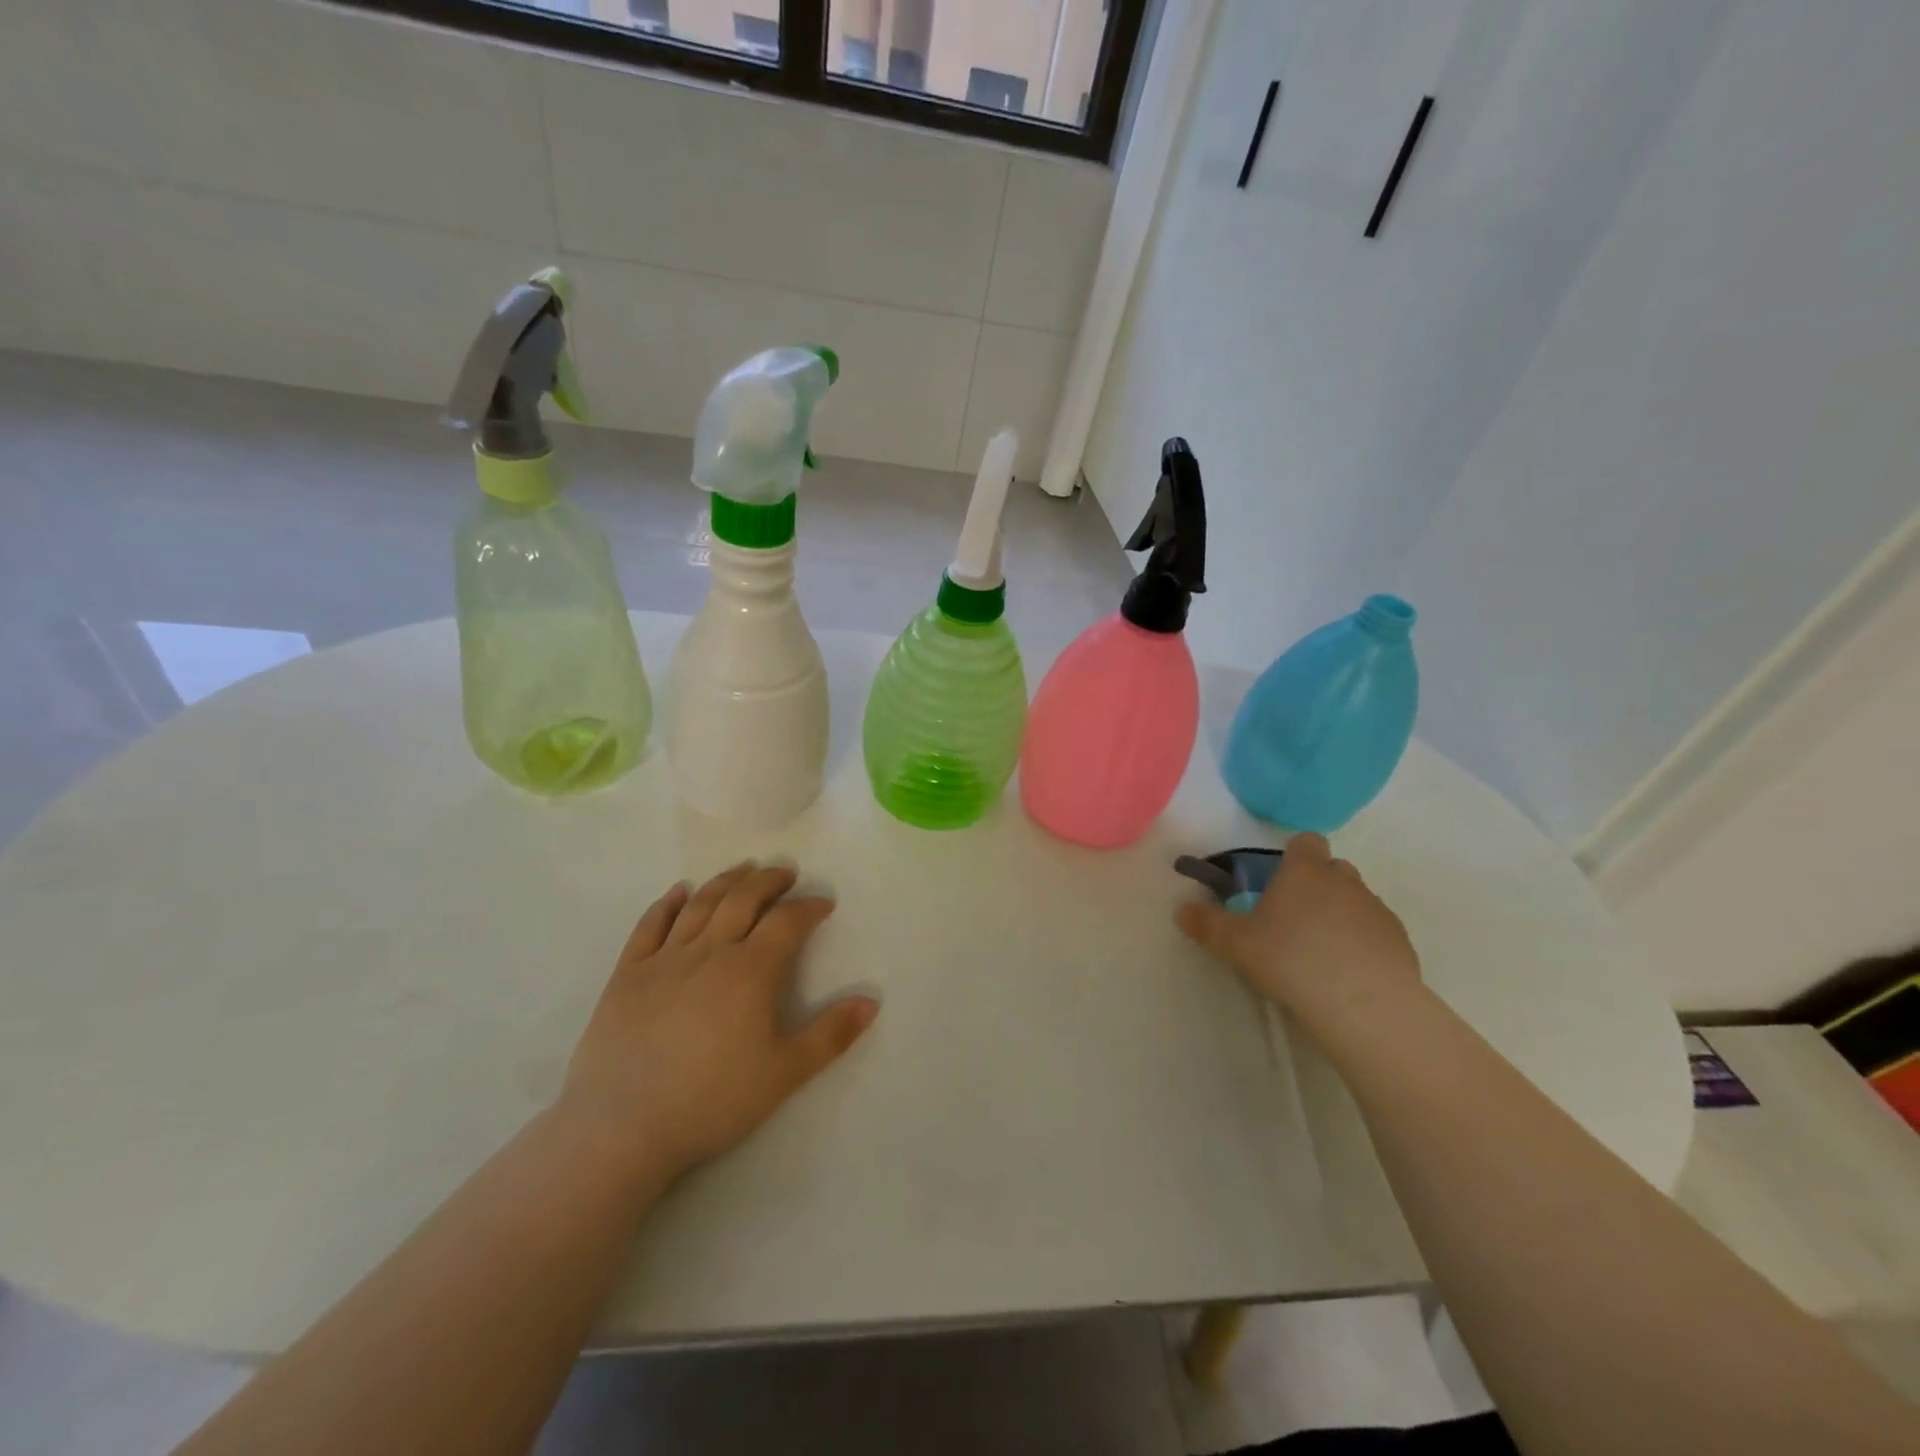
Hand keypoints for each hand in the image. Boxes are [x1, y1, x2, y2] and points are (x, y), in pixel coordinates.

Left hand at [558, 863, 877, 1179]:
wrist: (621, 1128)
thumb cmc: (711, 1100)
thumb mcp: (784, 1073)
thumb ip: (830, 1035)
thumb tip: (871, 1000)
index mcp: (750, 971)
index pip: (786, 922)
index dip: (809, 907)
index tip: (824, 903)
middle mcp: (709, 951)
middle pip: (743, 900)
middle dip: (769, 881)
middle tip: (785, 873)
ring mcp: (664, 959)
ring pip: (700, 905)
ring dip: (726, 881)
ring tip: (743, 870)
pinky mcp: (627, 974)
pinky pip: (649, 926)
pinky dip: (668, 903)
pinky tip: (679, 891)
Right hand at [1175, 833, 1419, 1029]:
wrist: (1363, 1005)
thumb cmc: (1291, 960)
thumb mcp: (1235, 944)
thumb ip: (1206, 924)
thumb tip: (1181, 909)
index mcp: (1304, 871)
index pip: (1305, 842)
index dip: (1293, 856)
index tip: (1278, 881)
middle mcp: (1343, 881)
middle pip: (1332, 869)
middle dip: (1315, 886)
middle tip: (1291, 920)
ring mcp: (1376, 910)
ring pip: (1355, 900)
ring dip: (1339, 915)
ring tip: (1318, 952)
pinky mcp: (1400, 942)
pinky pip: (1375, 932)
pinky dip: (1361, 944)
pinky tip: (1345, 974)